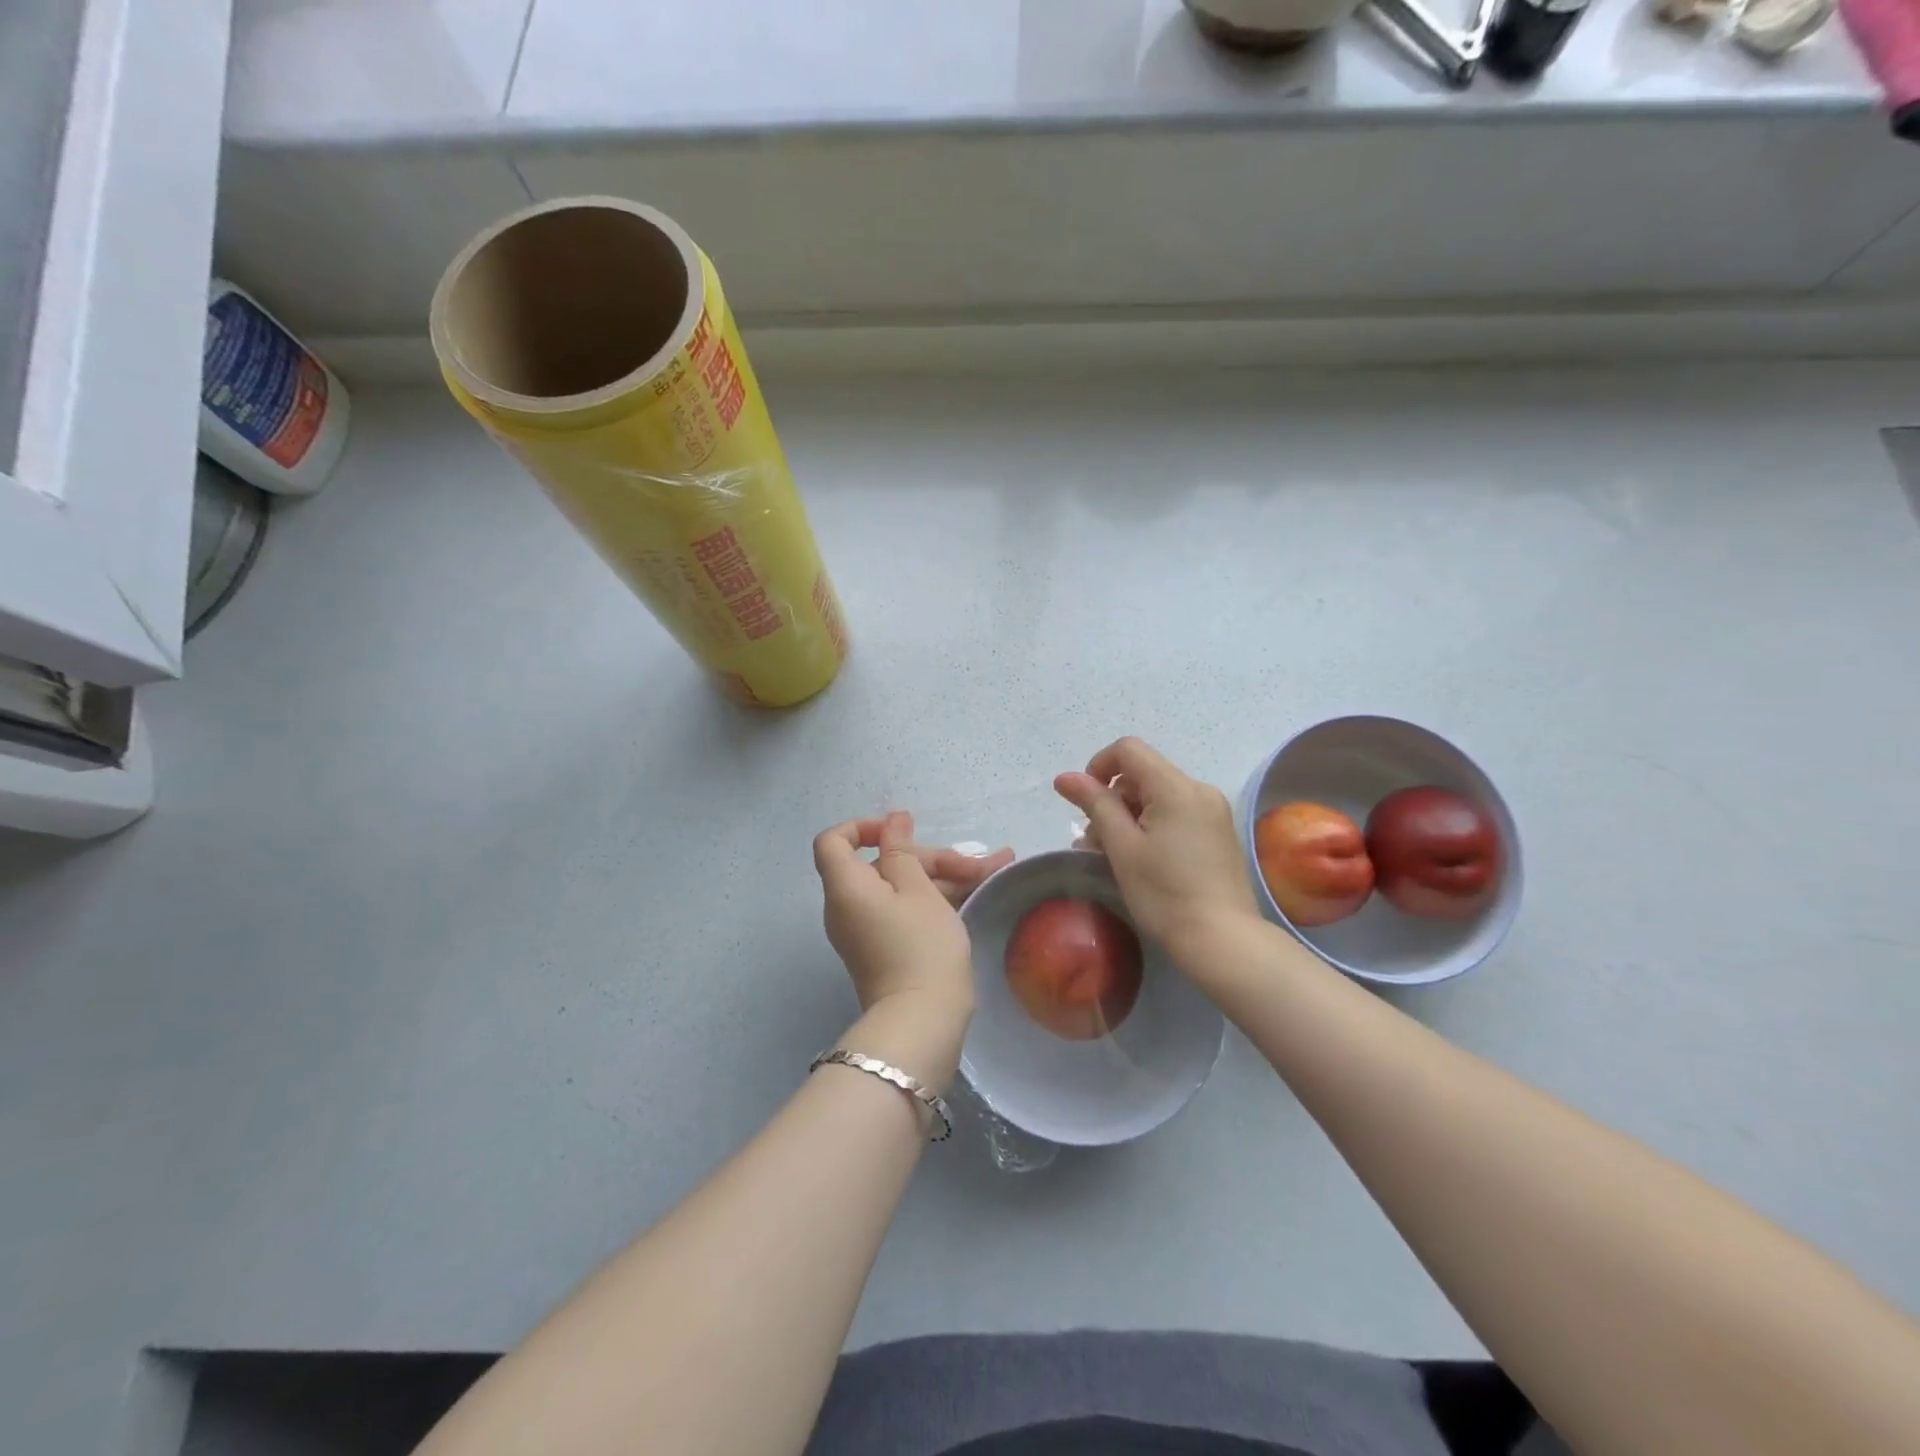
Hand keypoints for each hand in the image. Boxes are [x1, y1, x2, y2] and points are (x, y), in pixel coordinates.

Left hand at [812, 811, 1011, 1023]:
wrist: (923, 1021)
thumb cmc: (921, 946)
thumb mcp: (918, 890)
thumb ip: (902, 851)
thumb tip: (892, 821)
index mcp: (846, 887)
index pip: (834, 842)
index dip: (863, 827)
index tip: (900, 832)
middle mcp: (848, 907)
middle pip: (881, 864)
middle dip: (930, 858)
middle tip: (974, 864)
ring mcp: (867, 930)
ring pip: (901, 888)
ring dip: (944, 877)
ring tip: (995, 868)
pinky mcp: (885, 947)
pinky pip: (904, 910)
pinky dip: (935, 899)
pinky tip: (977, 890)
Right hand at [1054, 737, 1259, 957]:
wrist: (1222, 941)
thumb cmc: (1164, 894)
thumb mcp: (1122, 847)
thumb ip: (1095, 804)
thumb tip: (1065, 777)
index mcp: (1176, 787)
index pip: (1128, 750)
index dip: (1099, 766)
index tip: (1086, 803)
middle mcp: (1199, 789)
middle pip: (1143, 773)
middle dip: (1112, 798)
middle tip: (1095, 841)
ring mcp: (1213, 811)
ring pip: (1158, 795)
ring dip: (1129, 815)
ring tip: (1113, 855)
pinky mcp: (1218, 832)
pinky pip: (1176, 812)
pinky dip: (1151, 825)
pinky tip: (1141, 859)